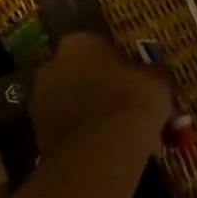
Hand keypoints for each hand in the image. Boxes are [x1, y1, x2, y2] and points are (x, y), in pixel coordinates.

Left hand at [29, 33, 172, 155]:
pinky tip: (108, 153)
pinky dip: (84, 140)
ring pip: (73, 106)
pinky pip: (68, 132)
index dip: (120, 65)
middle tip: (128, 110)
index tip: (136, 83)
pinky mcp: (38, 135)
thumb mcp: (158, 80)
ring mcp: (40, 102)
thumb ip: (152, 73)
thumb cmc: (131, 101)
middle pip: (81, 75)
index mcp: (78, 43)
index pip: (99, 47)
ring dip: (92, 116)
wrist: (102, 151)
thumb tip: (153, 75)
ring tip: (122, 137)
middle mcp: (51, 67)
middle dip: (103, 91)